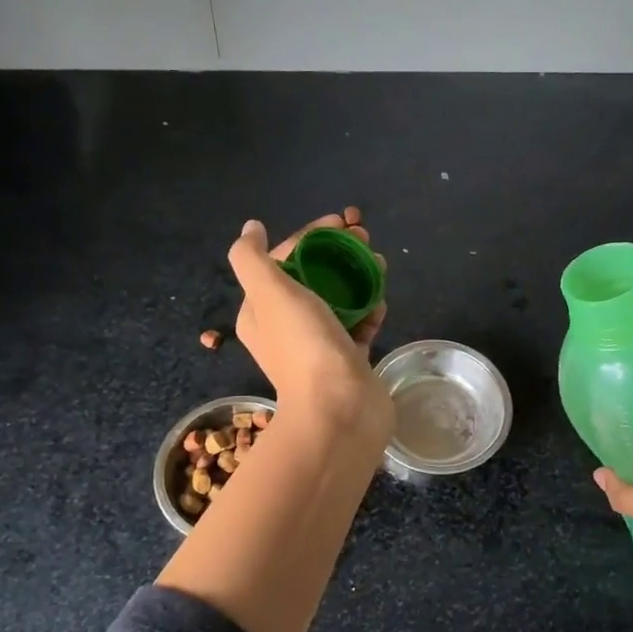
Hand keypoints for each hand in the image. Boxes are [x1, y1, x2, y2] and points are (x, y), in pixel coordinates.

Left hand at [230, 214, 391, 446]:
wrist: (340, 410)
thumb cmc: (304, 346)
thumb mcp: (270, 293)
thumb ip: (252, 258)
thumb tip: (251, 228)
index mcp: (261, 312)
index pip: (284, 260)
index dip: (310, 236)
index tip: (342, 222)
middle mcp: (286, 328)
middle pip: (313, 277)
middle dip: (338, 253)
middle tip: (366, 239)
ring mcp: (319, 346)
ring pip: (338, 300)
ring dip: (357, 277)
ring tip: (380, 265)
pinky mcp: (348, 361)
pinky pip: (358, 326)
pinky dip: (369, 310)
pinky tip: (381, 302)